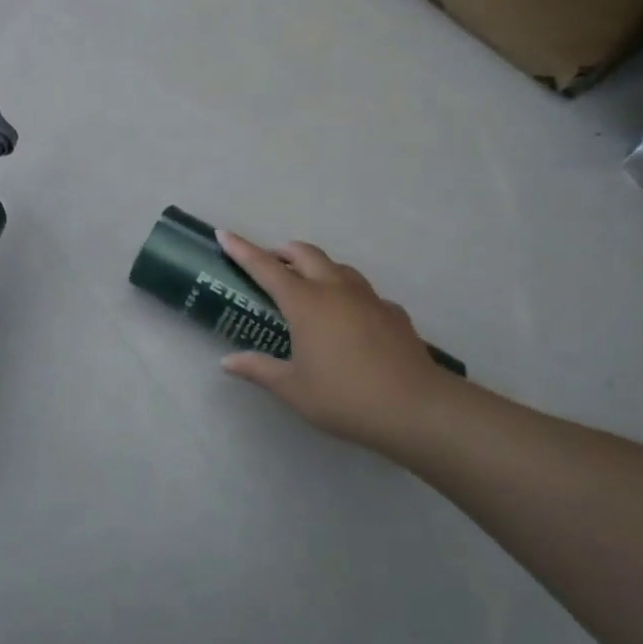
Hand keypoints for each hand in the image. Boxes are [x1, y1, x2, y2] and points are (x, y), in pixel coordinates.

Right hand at [215, 230, 456, 454]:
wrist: (418, 409)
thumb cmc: (346, 397)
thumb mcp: (294, 389)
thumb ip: (258, 370)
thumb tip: (227, 361)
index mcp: (305, 302)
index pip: (265, 266)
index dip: (242, 249)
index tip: (224, 233)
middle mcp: (335, 289)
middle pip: (305, 254)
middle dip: (283, 251)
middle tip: (270, 264)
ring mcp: (368, 298)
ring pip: (338, 267)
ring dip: (317, 267)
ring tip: (308, 287)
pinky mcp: (394, 313)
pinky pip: (365, 293)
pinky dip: (349, 295)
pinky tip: (350, 318)